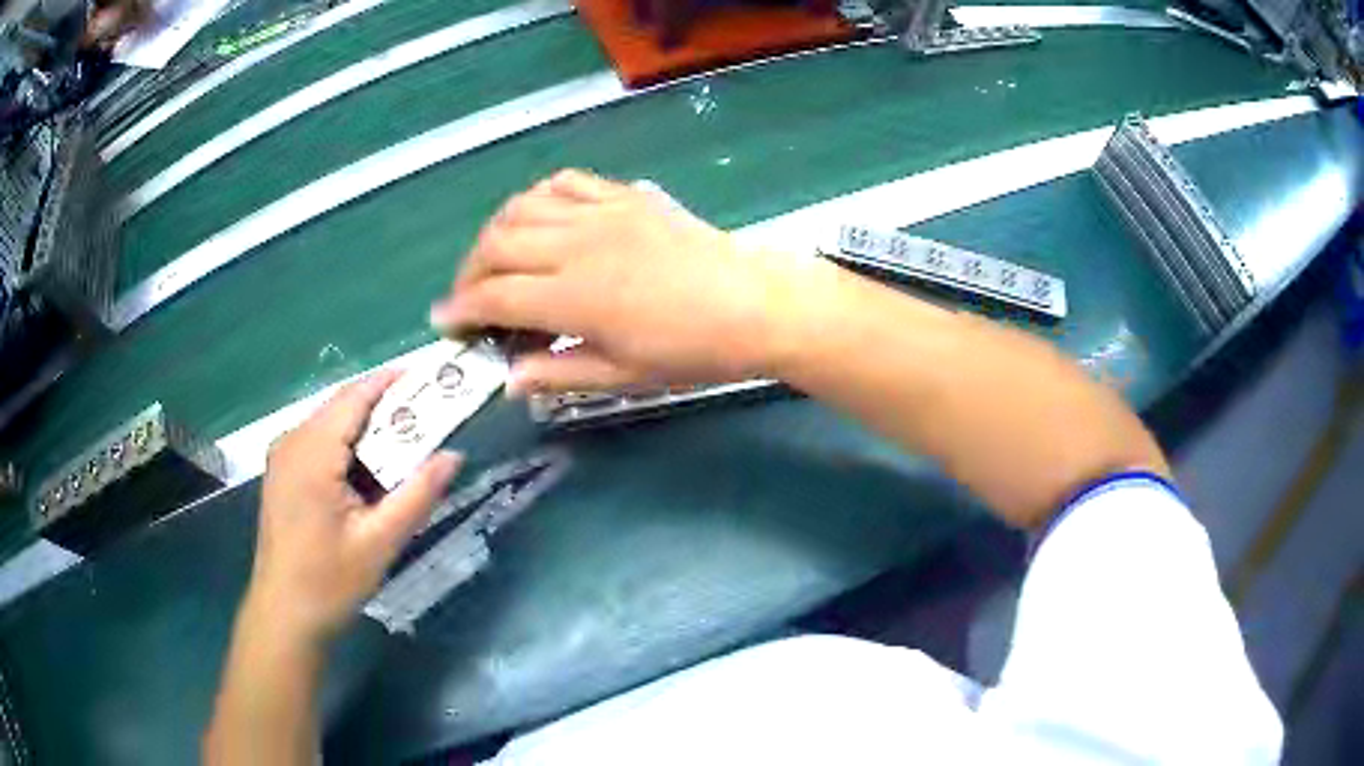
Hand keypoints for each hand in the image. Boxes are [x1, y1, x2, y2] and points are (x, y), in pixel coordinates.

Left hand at [247, 371, 461, 645]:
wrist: (284, 614)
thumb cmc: (330, 581)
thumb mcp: (380, 541)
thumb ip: (417, 494)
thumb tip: (453, 456)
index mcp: (312, 451)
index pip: (355, 396)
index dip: (393, 381)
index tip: (432, 377)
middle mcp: (292, 441)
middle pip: (343, 406)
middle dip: (386, 407)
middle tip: (430, 417)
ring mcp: (283, 456)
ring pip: (332, 424)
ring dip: (368, 429)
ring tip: (409, 444)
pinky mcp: (283, 473)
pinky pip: (320, 442)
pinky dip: (349, 447)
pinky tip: (372, 472)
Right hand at [430, 170, 839, 393]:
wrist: (754, 305)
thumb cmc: (692, 351)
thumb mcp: (623, 374)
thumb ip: (557, 373)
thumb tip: (508, 378)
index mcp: (573, 296)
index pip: (494, 296)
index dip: (460, 309)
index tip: (444, 322)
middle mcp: (576, 244)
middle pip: (497, 244)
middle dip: (469, 271)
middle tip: (470, 297)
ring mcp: (601, 212)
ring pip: (522, 206)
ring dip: (496, 232)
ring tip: (497, 259)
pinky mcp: (624, 196)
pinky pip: (566, 183)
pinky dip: (538, 199)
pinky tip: (539, 219)